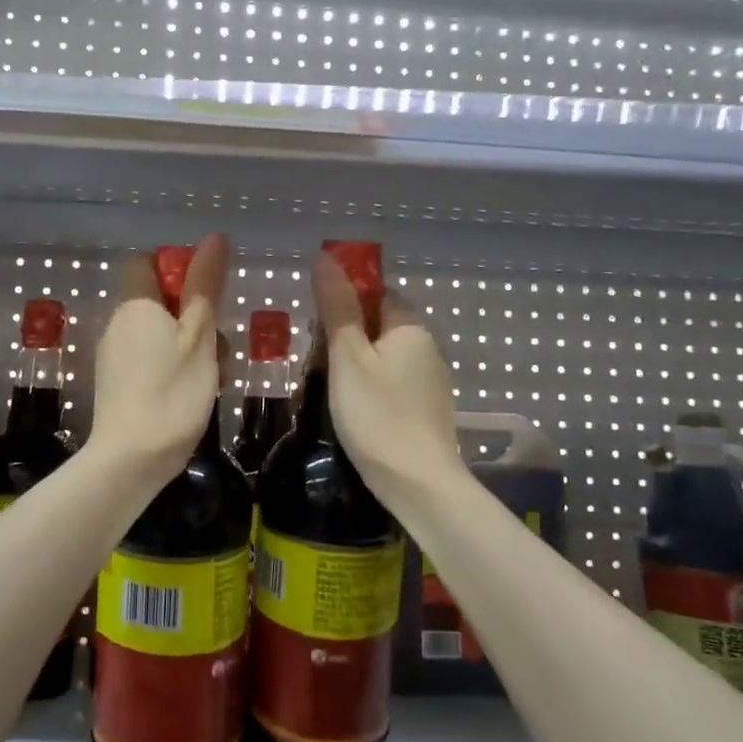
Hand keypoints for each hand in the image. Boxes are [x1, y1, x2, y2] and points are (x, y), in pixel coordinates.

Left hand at [87, 232, 230, 485]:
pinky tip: (195, 394)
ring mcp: (114, 356)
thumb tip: (214, 238)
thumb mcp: (199, 336)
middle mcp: (118, 323)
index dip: (177, 269)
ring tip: (215, 376)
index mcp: (135, 305)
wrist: (131, 460)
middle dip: (195, 316)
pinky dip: (174, 368)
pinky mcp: (118, 384)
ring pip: (160, 334)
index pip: (146, 263)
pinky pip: (150, 361)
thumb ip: (206, 286)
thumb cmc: (172, 393)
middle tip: (220, 346)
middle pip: (160, 301)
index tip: (207, 293)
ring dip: (191, 347)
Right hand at [311, 251, 467, 513]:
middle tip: (313, 363)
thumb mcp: (347, 358)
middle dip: (343, 336)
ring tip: (322, 388)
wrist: (418, 484)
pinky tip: (349, 408)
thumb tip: (326, 257)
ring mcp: (429, 380)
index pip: (376, 292)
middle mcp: (426, 347)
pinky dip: (367, 387)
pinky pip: (391, 382)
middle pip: (378, 324)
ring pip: (382, 356)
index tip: (315, 327)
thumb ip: (336, 307)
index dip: (343, 302)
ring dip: (351, 364)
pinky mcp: (426, 408)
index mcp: (410, 327)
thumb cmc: (377, 415)